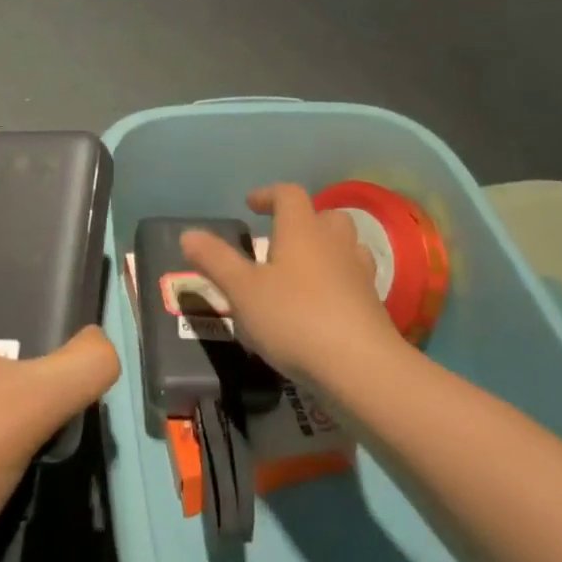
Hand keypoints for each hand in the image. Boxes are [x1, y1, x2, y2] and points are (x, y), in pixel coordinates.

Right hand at [180, 183, 401, 382]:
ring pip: (346, 245)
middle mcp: (334, 242)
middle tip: (281, 240)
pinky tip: (324, 304)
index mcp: (302, 230)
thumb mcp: (242, 291)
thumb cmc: (294, 318)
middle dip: (303, 221)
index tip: (251, 205)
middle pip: (324, 215)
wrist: (361, 367)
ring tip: (303, 270)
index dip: (269, 194)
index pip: (289, 194)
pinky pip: (355, 278)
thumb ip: (215, 260)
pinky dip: (339, 281)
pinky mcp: (373, 304)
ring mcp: (358, 272)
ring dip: (326, 248)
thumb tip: (188, 234)